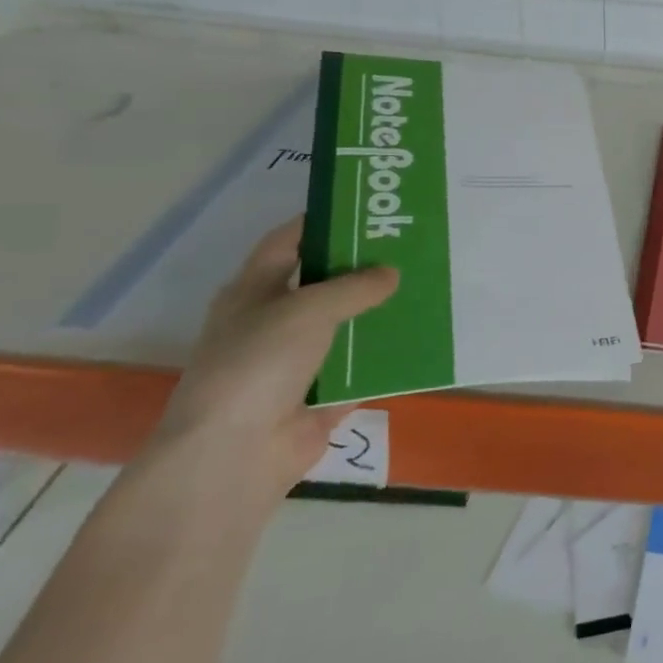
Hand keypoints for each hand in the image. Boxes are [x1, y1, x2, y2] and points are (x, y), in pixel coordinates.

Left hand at [148, 216, 399, 498]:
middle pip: (325, 283)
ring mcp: (298, 361)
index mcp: (254, 292)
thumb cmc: (258, 364)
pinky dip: (388, 356)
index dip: (322, 222)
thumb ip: (355, 287)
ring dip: (381, 311)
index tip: (367, 209)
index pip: (288, 242)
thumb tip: (392, 273)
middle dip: (364, 267)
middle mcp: (274, 321)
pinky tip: (425, 336)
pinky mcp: (322, 395)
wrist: (234, 454)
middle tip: (411, 246)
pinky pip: (363, 368)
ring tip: (428, 285)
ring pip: (347, 325)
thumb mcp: (308, 309)